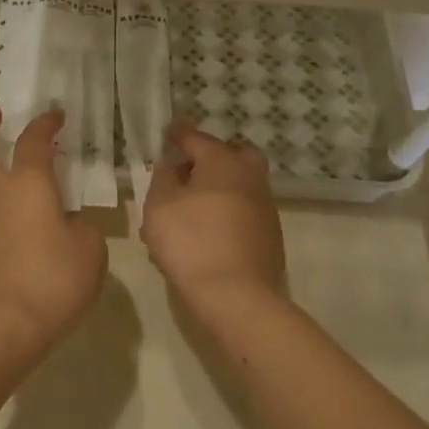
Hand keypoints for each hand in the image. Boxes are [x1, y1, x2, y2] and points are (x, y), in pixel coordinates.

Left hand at [0, 107, 107, 352]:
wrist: (1, 328)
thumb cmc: (53, 282)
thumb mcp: (90, 250)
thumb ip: (80, 226)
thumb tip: (67, 222)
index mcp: (27, 186)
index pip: (33, 141)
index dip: (45, 123)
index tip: (55, 116)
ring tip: (22, 191)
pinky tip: (19, 239)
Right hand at [141, 123, 287, 320]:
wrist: (236, 297)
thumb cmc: (191, 242)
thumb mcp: (159, 206)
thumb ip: (163, 179)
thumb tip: (172, 166)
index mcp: (223, 162)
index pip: (196, 138)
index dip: (178, 134)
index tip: (168, 131)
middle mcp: (250, 177)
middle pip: (233, 155)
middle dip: (212, 156)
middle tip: (188, 168)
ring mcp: (264, 208)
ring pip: (238, 185)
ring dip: (216, 188)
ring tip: (186, 209)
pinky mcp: (269, 236)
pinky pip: (242, 211)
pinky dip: (224, 212)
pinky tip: (203, 232)